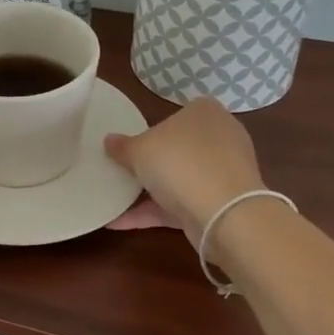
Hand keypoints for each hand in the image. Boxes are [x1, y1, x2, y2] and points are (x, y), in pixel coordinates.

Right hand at [104, 97, 264, 239]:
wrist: (224, 212)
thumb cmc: (180, 162)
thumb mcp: (139, 150)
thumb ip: (122, 146)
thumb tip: (109, 141)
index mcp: (205, 112)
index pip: (178, 114)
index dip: (154, 128)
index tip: (133, 144)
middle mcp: (220, 138)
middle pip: (180, 148)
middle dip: (154, 161)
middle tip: (123, 170)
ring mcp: (224, 173)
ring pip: (182, 178)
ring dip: (152, 191)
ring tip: (116, 199)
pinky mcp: (222, 204)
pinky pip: (182, 204)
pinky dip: (154, 212)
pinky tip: (119, 222)